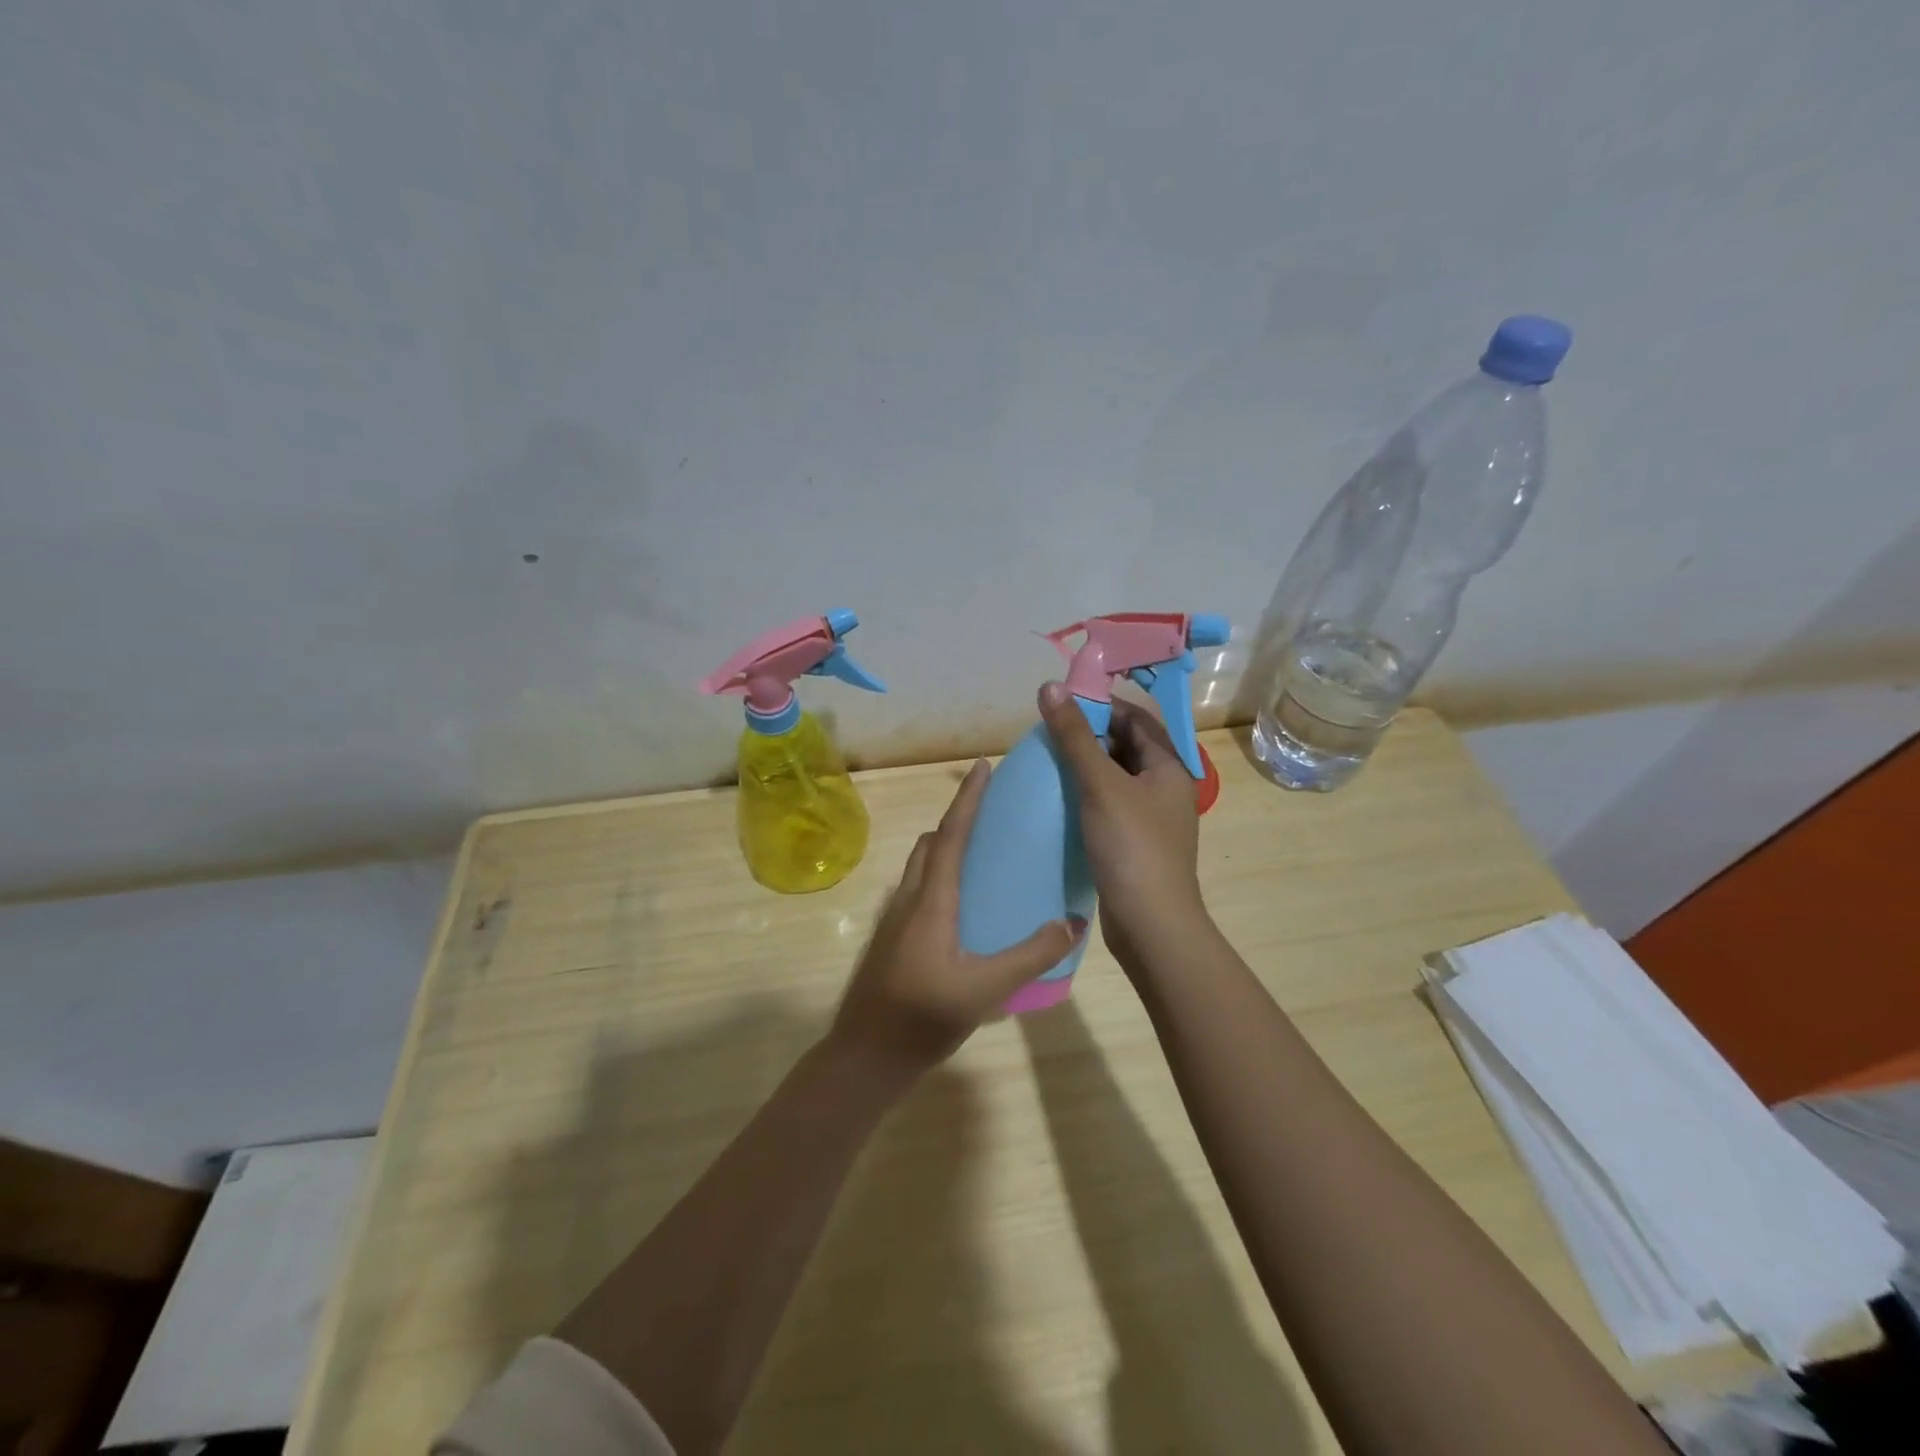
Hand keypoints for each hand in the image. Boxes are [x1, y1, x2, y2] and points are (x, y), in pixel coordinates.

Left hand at [831, 759, 1082, 1074]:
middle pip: (932, 844)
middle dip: (958, 819)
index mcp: (931, 900)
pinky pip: (918, 890)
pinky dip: (941, 877)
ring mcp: (895, 919)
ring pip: (921, 867)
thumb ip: (1031, 955)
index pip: (950, 835)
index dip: (968, 799)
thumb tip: (1071, 922)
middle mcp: (909, 899)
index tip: (982, 766)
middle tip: (993, 814)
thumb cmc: (922, 1016)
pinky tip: (965, 908)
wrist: (865, 1055)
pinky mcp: (892, 939)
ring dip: (946, 848)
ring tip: (984, 856)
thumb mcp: (985, 988)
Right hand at [1036, 681, 1209, 971]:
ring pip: (1115, 779)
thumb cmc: (1131, 847)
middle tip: (1048, 734)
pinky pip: (1108, 807)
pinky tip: (1058, 802)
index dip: (1101, 705)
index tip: (1062, 703)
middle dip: (1089, 736)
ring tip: (1047, 763)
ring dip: (1085, 768)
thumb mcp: (1100, 784)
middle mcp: (1165, 788)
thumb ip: (1074, 736)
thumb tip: (1050, 687)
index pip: (1136, 719)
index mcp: (1169, 767)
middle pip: (1126, 747)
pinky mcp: (1134, 844)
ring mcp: (1151, 819)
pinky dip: (1085, 798)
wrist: (1150, 924)